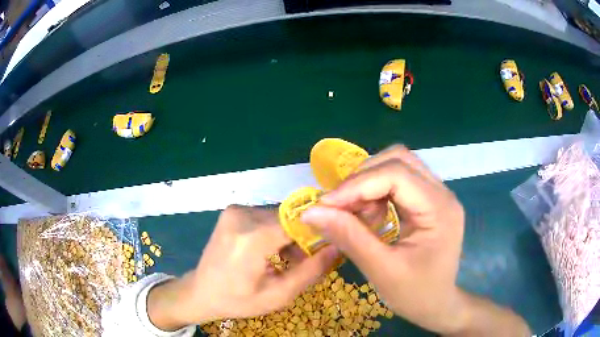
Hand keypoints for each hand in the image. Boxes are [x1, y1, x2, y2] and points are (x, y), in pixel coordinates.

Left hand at [147, 206, 338, 330]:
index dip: (319, 230)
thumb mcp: (278, 295)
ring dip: (289, 235)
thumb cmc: (238, 300)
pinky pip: (266, 216)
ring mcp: (235, 210)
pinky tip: (273, 252)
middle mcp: (242, 215)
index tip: (329, 247)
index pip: (298, 220)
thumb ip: (311, 271)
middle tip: (306, 261)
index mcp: (251, 237)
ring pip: (279, 216)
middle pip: (289, 217)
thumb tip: (338, 247)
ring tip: (290, 261)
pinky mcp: (233, 211)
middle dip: (303, 237)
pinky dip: (275, 231)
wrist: (201, 291)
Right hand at [301, 145, 529, 334]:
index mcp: (440, 207)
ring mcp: (435, 194)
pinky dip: (374, 192)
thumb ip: (350, 237)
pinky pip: (396, 180)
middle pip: (395, 159)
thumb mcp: (382, 270)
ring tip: (350, 213)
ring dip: (366, 184)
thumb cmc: (420, 294)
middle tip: (335, 206)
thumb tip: (312, 213)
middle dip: (359, 178)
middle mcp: (441, 191)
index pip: (394, 174)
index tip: (321, 206)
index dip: (354, 186)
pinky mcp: (427, 200)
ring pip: (395, 165)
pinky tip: (367, 215)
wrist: (443, 304)